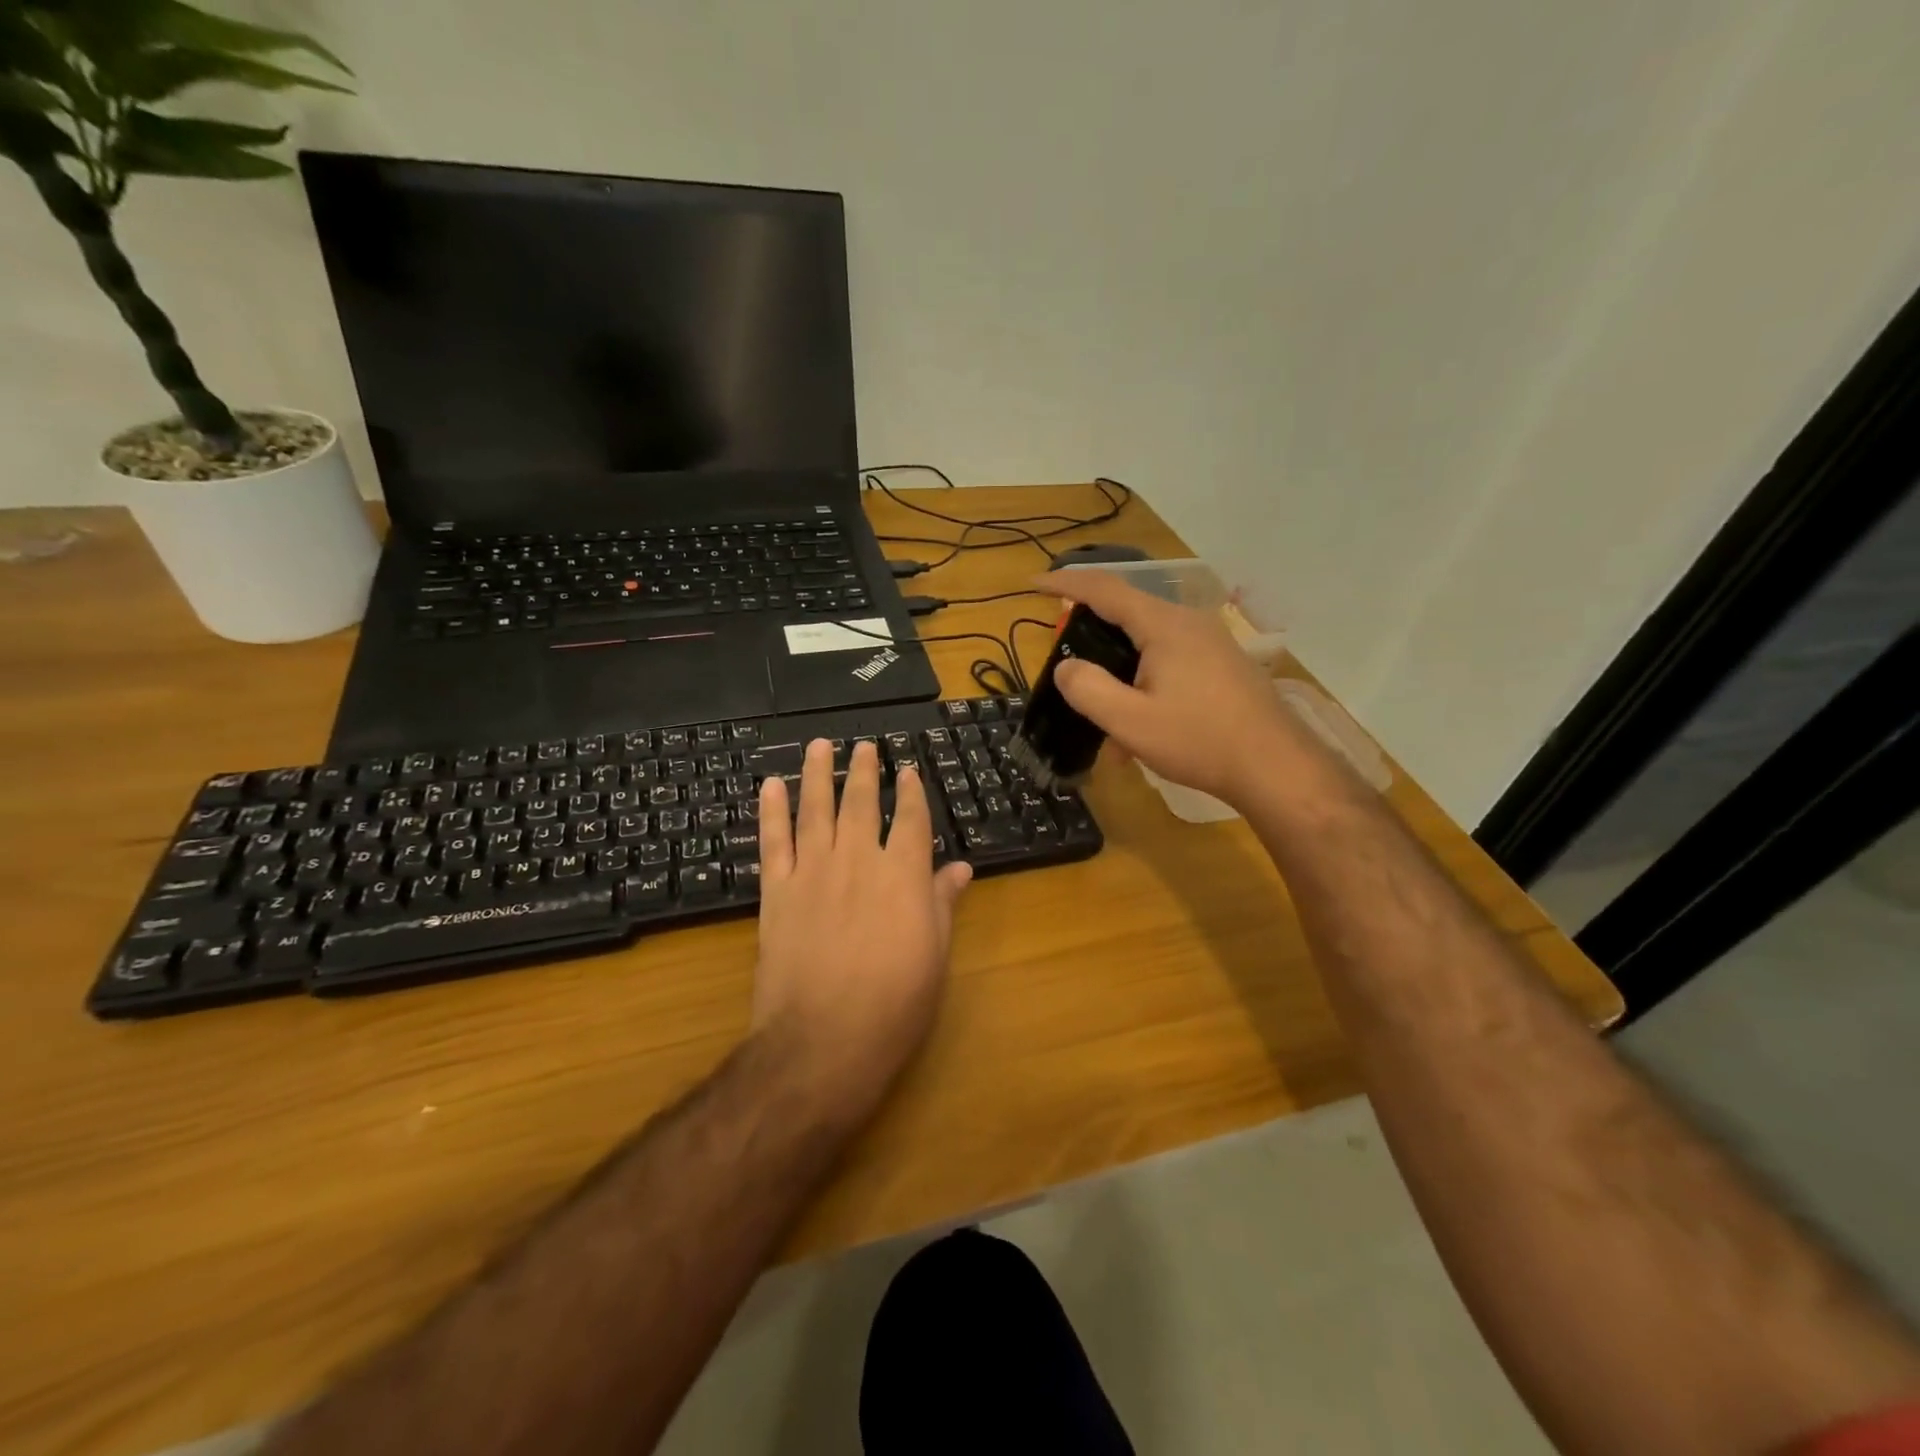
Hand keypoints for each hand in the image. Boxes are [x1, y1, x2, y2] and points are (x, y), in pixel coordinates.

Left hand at [753, 740, 972, 1117]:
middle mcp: (857, 861)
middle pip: (861, 804)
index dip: (911, 793)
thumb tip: (960, 868)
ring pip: (815, 810)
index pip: (910, 820)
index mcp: (902, 875)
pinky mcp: (777, 893)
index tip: (909, 770)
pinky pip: (772, 842)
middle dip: (865, 772)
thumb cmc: (894, 1004)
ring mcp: (812, 873)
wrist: (822, 1041)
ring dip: (817, 775)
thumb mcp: (933, 955)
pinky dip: (770, 811)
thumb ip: (941, 903)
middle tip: (865, 746)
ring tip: (819, 746)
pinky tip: (770, 787)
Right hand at [1035, 570, 1296, 806]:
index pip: (1104, 589)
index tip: (1032, 584)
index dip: (1065, 583)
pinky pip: (1169, 662)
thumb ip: (1088, 690)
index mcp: (1163, 625)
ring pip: (1147, 645)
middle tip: (1066, 658)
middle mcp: (1188, 623)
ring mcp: (1210, 643)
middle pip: (1126, 613)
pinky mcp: (1222, 665)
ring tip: (1104, 715)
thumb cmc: (1199, 741)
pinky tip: (1139, 730)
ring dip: (1119, 672)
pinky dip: (1144, 684)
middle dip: (1091, 634)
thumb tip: (1065, 667)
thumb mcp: (1130, 721)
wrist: (1275, 767)